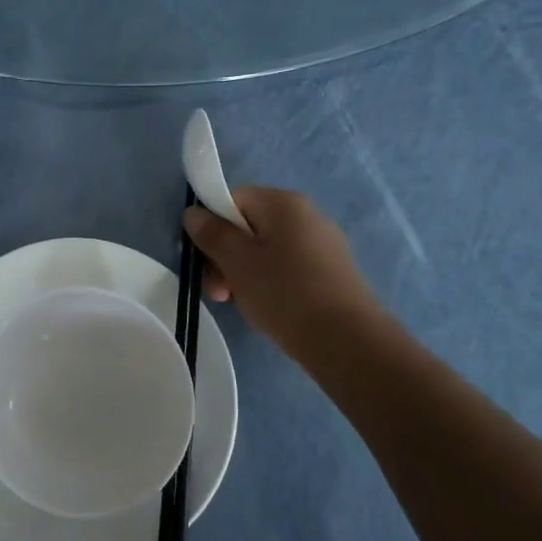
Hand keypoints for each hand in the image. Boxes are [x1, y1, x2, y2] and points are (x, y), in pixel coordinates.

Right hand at [185, 187, 394, 360]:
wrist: (348, 341)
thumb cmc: (285, 294)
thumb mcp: (237, 263)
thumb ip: (211, 234)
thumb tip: (193, 212)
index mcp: (283, 202)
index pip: (232, 199)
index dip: (211, 226)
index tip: (205, 261)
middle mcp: (306, 214)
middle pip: (248, 225)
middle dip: (226, 256)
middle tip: (220, 292)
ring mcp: (323, 243)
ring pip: (266, 249)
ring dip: (244, 273)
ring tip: (241, 304)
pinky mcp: (331, 271)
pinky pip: (287, 267)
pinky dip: (270, 283)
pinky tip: (269, 309)